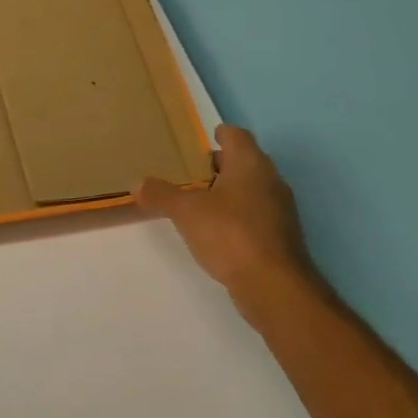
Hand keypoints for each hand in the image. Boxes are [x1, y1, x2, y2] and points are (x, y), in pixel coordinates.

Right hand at [135, 125, 320, 328]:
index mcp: (250, 164)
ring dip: (229, 190)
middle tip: (192, 171)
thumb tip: (137, 182)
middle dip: (221, 164)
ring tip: (199, 200)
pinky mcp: (279, 235)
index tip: (206, 137)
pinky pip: (255, 213)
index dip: (221, 134)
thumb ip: (161, 194)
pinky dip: (237, 213)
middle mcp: (270, 180)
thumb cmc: (229, 234)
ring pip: (252, 188)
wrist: (272, 283)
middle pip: (246, 161)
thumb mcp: (186, 212)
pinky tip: (217, 228)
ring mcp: (279, 209)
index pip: (237, 136)